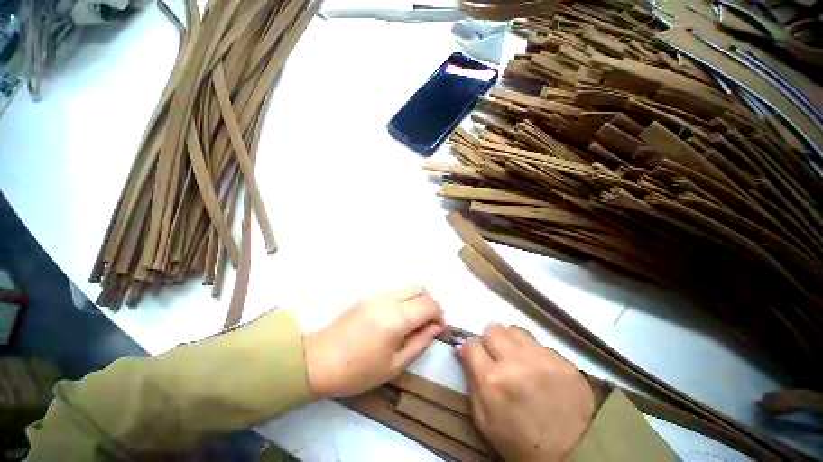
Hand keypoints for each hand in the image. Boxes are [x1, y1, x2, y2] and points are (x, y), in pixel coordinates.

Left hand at [304, 285, 444, 397]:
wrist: (320, 359)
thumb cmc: (359, 370)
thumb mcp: (395, 364)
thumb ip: (420, 342)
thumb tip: (436, 328)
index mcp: (397, 318)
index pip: (429, 305)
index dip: (440, 315)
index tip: (439, 329)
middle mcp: (389, 298)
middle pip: (421, 289)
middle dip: (431, 304)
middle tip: (429, 323)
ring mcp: (377, 293)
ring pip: (408, 286)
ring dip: (418, 299)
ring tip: (414, 320)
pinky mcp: (369, 294)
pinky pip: (395, 290)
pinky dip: (405, 298)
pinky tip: (398, 316)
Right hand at [458, 324, 594, 461]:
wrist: (569, 458)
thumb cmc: (516, 441)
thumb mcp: (483, 418)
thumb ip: (471, 379)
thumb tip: (463, 349)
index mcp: (493, 380)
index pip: (471, 344)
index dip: (471, 350)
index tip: (476, 356)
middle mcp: (517, 362)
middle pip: (494, 329)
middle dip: (490, 341)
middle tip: (497, 356)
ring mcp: (544, 359)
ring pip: (516, 331)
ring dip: (512, 342)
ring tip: (519, 360)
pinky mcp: (565, 362)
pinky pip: (540, 344)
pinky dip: (534, 354)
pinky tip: (541, 372)